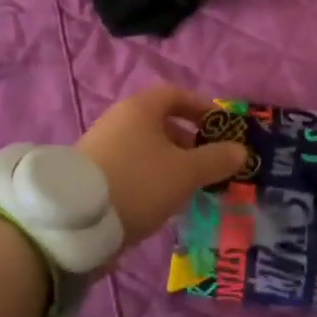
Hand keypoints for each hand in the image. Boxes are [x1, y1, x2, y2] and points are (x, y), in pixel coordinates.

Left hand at [76, 86, 247, 245]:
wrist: (76, 221)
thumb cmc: (139, 182)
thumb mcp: (186, 172)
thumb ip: (216, 159)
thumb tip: (240, 150)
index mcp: (141, 108)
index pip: (176, 95)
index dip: (201, 107)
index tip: (220, 127)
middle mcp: (119, 119)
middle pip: (160, 123)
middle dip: (188, 142)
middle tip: (208, 165)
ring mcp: (101, 146)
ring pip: (145, 148)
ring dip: (169, 163)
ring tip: (187, 189)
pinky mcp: (91, 174)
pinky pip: (130, 167)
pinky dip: (149, 178)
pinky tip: (158, 202)